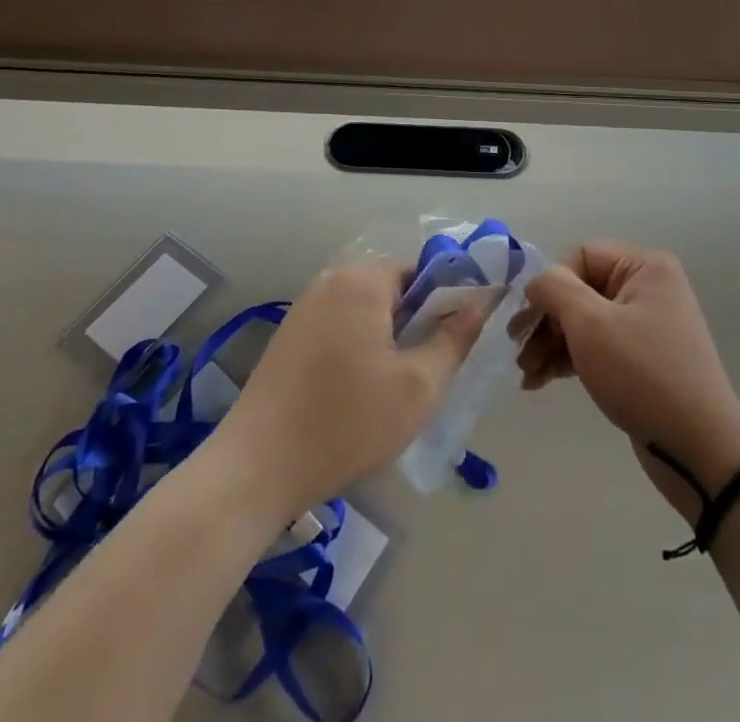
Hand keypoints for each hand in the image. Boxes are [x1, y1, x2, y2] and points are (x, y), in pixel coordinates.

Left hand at [212, 260, 487, 519]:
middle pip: (393, 289)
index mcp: (363, 280)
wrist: (257, 468)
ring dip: (387, 339)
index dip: (446, 303)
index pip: (421, 270)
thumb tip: (481, 303)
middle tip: (427, 373)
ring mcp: (305, 307)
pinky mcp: (289, 336)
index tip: (454, 344)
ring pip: (366, 311)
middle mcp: (331, 280)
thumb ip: (455, 338)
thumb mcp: (418, 386)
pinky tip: (358, 395)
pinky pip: (340, 327)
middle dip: (416, 324)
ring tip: (394, 390)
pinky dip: (358, 349)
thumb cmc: (347, 422)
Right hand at [517, 243, 739, 518]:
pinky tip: (542, 381)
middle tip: (519, 353)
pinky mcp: (641, 359)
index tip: (529, 322)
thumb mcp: (591, 324)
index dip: (551, 285)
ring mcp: (646, 325)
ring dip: (551, 343)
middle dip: (546, 321)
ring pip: (584, 321)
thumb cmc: (642, 375)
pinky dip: (569, 359)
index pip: (581, 256)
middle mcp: (648, 287)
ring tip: (527, 374)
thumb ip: (555, 289)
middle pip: (580, 289)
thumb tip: (536, 282)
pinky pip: (597, 346)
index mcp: (644, 267)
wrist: (699, 449)